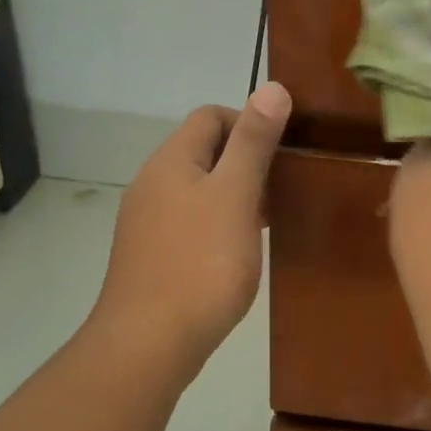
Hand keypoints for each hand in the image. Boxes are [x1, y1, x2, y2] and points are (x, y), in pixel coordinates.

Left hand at [93, 82, 291, 366]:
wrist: (148, 344)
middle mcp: (152, 183)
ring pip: (198, 189)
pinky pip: (190, 221)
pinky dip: (218, 223)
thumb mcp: (236, 196)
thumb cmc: (201, 263)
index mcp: (171, 161)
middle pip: (203, 151)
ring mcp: (147, 221)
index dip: (249, 123)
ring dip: (235, 194)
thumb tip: (271, 86)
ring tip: (269, 219)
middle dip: (246, 161)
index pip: (210, 116)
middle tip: (282, 188)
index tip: (282, 154)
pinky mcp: (151, 254)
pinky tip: (238, 250)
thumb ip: (254, 142)